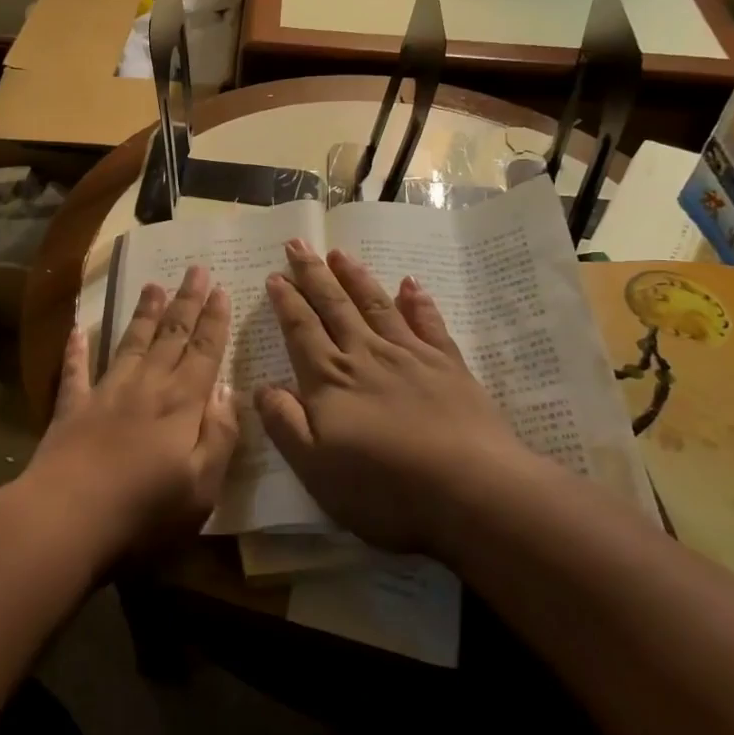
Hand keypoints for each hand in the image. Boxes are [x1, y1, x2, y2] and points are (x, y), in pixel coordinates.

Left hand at [23, 264, 238, 559]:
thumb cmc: (145, 510)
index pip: (204, 353)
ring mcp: (105, 393)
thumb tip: (229, 391)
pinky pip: (75, 370)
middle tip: (195, 269)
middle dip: (186, 302)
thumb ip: (220, 435)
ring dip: (143, 314)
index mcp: (181, 404)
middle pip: (170, 336)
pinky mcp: (72, 408)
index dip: (214, 321)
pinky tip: (77, 330)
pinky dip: (76, 349)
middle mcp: (146, 387)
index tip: (220, 290)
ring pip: (129, 343)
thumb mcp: (203, 485)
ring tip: (153, 285)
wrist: (69, 516)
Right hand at [254, 240, 549, 553]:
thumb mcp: (315, 468)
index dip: (286, 301)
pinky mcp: (448, 366)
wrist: (471, 491)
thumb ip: (285, 423)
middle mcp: (366, 356)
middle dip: (313, 274)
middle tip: (298, 244)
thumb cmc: (384, 488)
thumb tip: (262, 387)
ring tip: (339, 253)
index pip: (301, 330)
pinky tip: (410, 284)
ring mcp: (410, 356)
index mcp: (330, 380)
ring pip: (376, 305)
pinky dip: (417, 302)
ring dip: (355, 277)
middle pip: (334, 306)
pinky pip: (428, 324)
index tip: (275, 275)